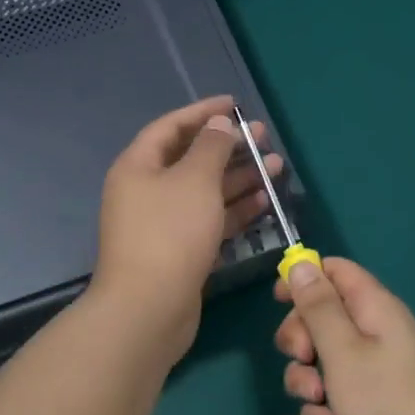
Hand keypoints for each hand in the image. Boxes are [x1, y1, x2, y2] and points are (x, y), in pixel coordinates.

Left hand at [91, 95, 283, 359]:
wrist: (148, 309)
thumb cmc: (170, 233)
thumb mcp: (195, 180)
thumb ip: (211, 147)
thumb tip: (219, 124)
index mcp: (138, 166)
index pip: (171, 126)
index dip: (202, 112)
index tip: (235, 104)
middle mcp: (147, 191)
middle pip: (191, 159)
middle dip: (228, 146)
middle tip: (264, 138)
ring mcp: (163, 223)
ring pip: (205, 191)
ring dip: (239, 178)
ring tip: (276, 167)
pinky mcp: (180, 251)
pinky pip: (209, 219)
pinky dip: (234, 209)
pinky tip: (264, 201)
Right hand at [275, 258, 414, 414]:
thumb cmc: (387, 402)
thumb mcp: (342, 351)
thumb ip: (319, 307)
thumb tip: (303, 264)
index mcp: (374, 306)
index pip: (335, 270)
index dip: (304, 277)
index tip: (278, 301)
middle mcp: (376, 328)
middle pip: (323, 313)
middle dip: (301, 337)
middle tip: (303, 358)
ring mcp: (376, 363)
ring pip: (324, 355)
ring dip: (308, 377)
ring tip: (318, 402)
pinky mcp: (374, 395)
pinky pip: (338, 387)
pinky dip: (327, 404)